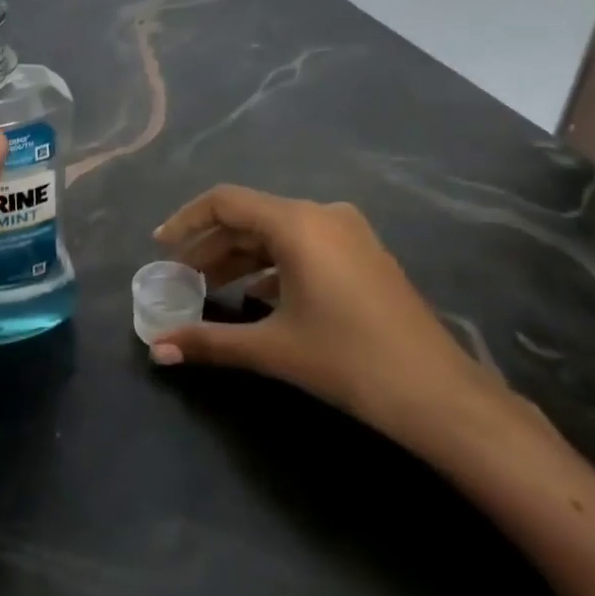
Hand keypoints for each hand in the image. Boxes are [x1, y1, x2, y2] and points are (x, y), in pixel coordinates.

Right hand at [150, 185, 516, 457]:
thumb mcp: (271, 348)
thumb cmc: (347, 359)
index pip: (225, 202)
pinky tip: (258, 297)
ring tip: (211, 288)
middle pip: (250, 217)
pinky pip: (304, 246)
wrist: (438, 394)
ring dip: (241, 257)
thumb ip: (209, 342)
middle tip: (181, 276)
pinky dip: (273, 265)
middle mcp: (322, 215)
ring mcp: (349, 233)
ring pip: (278, 233)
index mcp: (297, 223)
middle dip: (211, 245)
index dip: (187, 220)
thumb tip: (156, 351)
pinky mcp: (364, 255)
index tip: (161, 247)